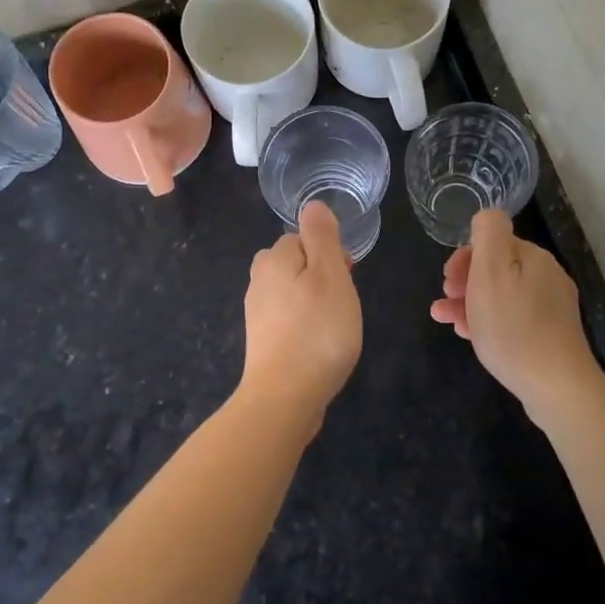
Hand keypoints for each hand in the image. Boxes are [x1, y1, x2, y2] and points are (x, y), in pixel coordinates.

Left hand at [239, 200, 361, 435]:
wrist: (285, 398)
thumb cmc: (316, 331)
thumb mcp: (330, 274)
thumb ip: (322, 236)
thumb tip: (313, 205)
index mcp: (272, 259)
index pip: (301, 238)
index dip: (329, 253)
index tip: (347, 277)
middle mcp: (258, 281)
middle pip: (296, 263)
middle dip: (322, 276)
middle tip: (343, 303)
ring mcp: (258, 313)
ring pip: (293, 291)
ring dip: (315, 302)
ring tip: (335, 326)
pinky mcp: (263, 341)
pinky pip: (289, 318)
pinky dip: (306, 325)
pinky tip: (319, 345)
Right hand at [430, 209, 601, 422]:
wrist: (555, 385)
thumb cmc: (513, 326)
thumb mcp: (491, 271)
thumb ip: (488, 233)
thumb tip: (487, 215)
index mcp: (532, 257)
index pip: (492, 243)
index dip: (464, 258)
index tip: (447, 281)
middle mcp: (546, 276)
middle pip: (496, 269)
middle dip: (464, 282)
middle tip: (444, 303)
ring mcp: (551, 307)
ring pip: (501, 296)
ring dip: (470, 303)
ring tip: (446, 320)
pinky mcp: (550, 334)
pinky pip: (512, 318)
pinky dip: (488, 321)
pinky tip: (470, 335)